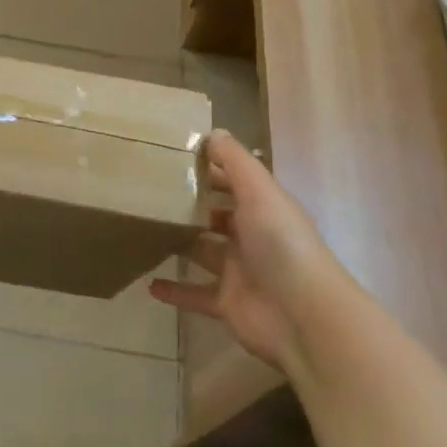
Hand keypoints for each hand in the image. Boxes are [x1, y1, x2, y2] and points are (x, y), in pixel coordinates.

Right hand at [150, 130, 353, 376]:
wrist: (303, 315)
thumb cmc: (281, 243)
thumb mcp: (259, 191)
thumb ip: (235, 161)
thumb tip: (213, 131)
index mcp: (262, 206)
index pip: (232, 180)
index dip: (207, 167)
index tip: (170, 155)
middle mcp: (251, 236)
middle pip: (215, 215)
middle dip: (189, 204)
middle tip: (147, 191)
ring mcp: (238, 271)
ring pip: (203, 251)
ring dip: (179, 243)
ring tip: (143, 230)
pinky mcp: (227, 302)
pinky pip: (195, 294)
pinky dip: (175, 290)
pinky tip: (149, 284)